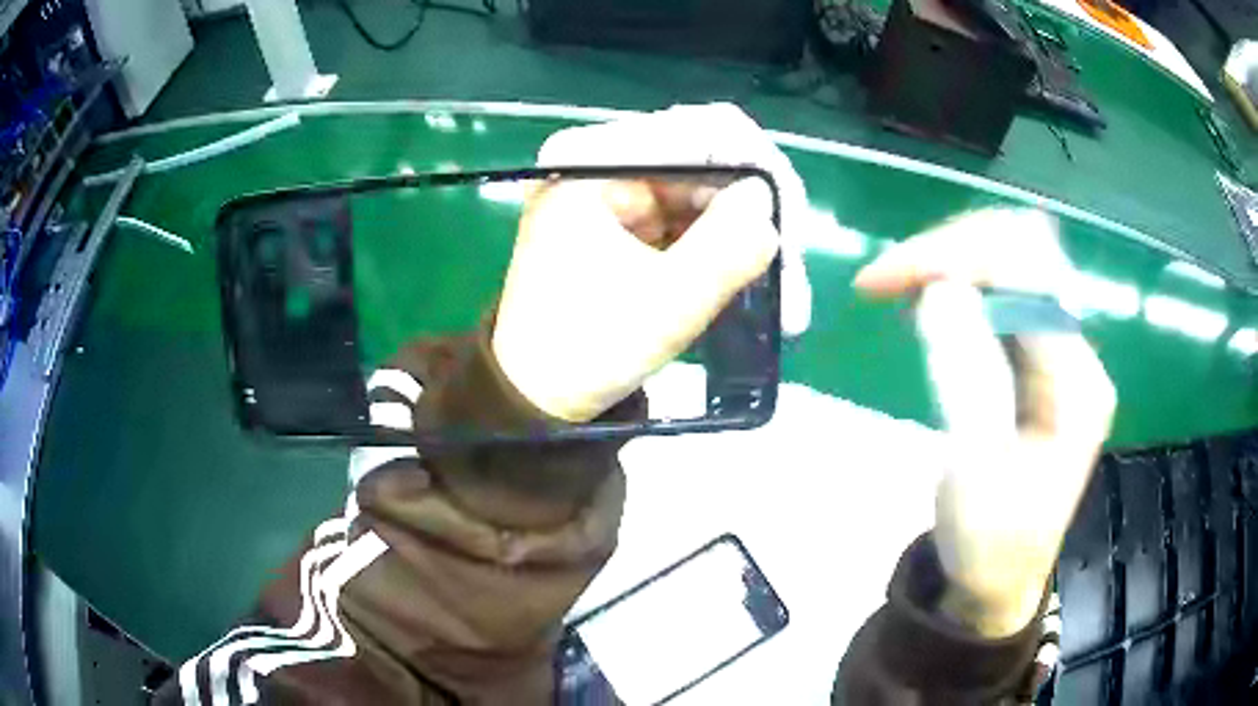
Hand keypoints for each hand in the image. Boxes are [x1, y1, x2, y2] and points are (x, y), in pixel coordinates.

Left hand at [534, 103, 813, 337]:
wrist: (539, 396)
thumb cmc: (583, 352)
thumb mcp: (665, 304)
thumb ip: (726, 246)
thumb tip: (767, 199)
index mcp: (593, 159)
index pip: (700, 131)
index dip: (759, 174)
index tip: (789, 235)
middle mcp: (605, 159)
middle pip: (712, 159)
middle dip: (760, 219)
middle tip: (792, 285)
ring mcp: (619, 187)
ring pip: (713, 192)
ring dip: (751, 242)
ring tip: (784, 304)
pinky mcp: (631, 218)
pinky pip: (696, 218)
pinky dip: (727, 251)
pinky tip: (752, 290)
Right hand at [854, 208, 1116, 637]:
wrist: (998, 582)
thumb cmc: (989, 544)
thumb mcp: (975, 473)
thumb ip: (966, 378)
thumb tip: (940, 290)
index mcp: (1076, 382)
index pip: (1026, 276)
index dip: (954, 258)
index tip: (885, 279)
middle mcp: (1076, 354)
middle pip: (1026, 252)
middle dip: (953, 248)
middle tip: (891, 277)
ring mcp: (1059, 354)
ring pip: (1013, 266)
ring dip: (954, 263)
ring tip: (902, 290)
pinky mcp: (1038, 362)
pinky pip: (1002, 296)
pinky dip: (959, 286)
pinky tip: (928, 306)